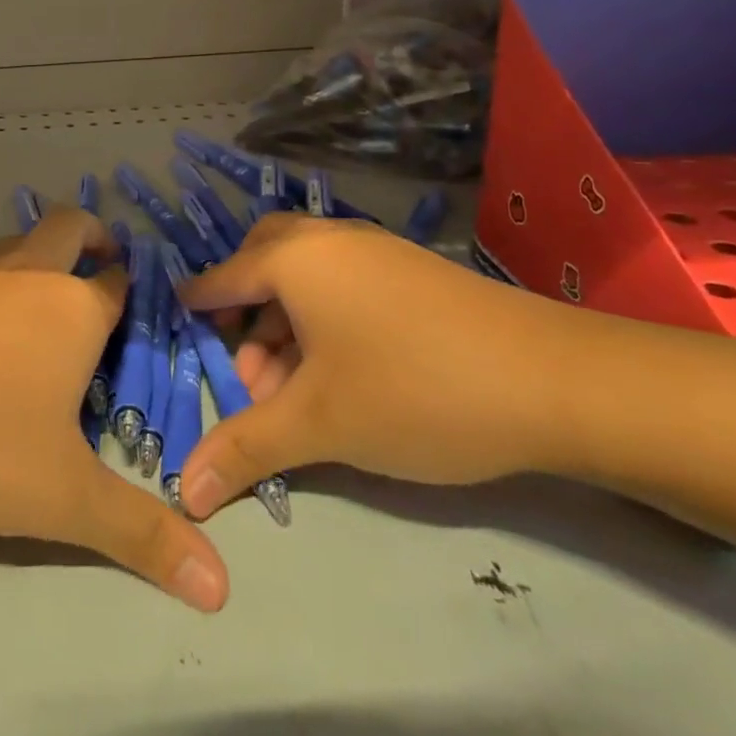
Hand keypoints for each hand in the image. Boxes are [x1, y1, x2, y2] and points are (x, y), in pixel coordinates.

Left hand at [0, 209, 229, 611]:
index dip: (131, 286)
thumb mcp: (64, 497)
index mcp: (72, 310)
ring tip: (44, 297)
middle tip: (102, 259)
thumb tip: (221, 589)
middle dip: (91, 234)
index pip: (117, 281)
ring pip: (17, 245)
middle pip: (67, 226)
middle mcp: (26, 279)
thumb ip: (141, 535)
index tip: (138, 299)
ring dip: (37, 256)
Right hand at [177, 214, 582, 517]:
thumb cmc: (413, 389)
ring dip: (285, 319)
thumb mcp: (320, 424)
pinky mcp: (412, 270)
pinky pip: (344, 280)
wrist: (556, 380)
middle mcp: (328, 239)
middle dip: (243, 307)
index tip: (180, 326)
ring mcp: (375, 249)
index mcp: (294, 259)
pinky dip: (323, 314)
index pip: (223, 278)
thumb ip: (245, 450)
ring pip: (307, 273)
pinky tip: (341, 367)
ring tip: (293, 385)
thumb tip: (183, 495)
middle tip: (244, 362)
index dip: (198, 307)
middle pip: (263, 259)